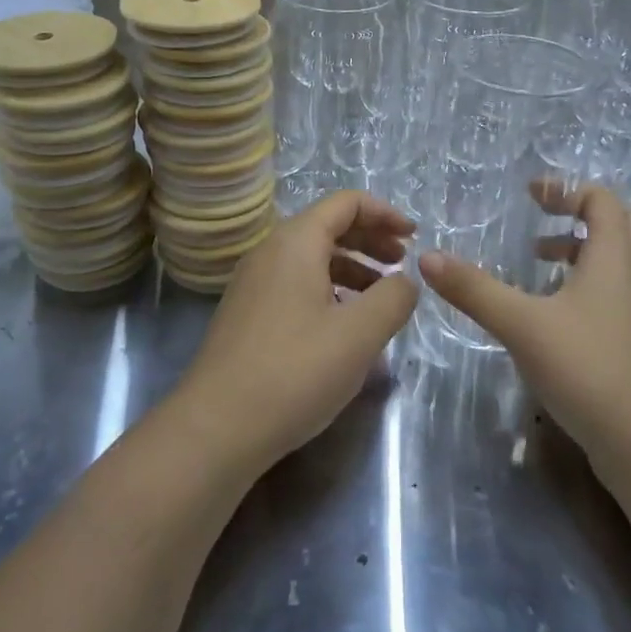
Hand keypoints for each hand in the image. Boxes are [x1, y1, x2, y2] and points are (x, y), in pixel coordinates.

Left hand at [174, 191, 418, 473]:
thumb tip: (405, 281)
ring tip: (381, 298)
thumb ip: (394, 297)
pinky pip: (296, 285)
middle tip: (402, 264)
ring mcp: (253, 285)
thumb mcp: (359, 334)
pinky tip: (345, 327)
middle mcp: (270, 252)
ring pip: (312, 259)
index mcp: (295, 242)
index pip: (346, 203)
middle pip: (328, 227)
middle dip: (371, 239)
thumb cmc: (294, 372)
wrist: (215, 429)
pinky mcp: (247, 316)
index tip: (415, 237)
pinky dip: (329, 291)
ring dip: (352, 268)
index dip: (385, 213)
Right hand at [418, 182, 630, 461]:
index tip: (530, 195)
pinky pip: (614, 292)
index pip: (601, 200)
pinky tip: (552, 312)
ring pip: (617, 260)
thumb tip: (427, 258)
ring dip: (581, 250)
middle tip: (542, 221)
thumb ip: (475, 290)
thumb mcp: (522, 324)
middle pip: (620, 223)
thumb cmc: (587, 368)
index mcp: (613, 258)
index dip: (566, 190)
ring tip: (538, 261)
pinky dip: (586, 283)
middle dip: (580, 214)